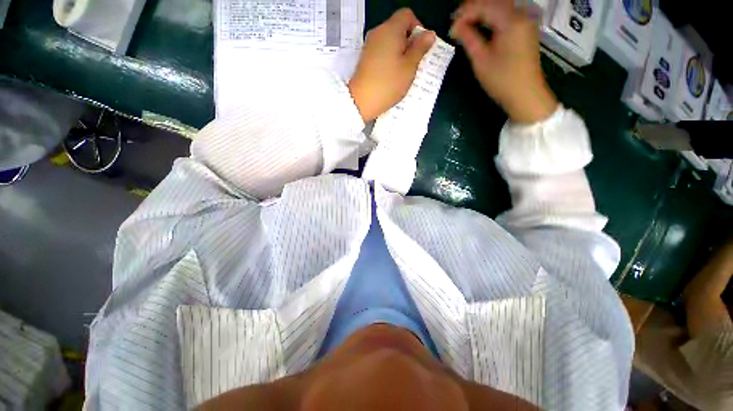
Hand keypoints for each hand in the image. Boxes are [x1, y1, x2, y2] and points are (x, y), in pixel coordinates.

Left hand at [348, 9, 435, 121]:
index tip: (421, 46)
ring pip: (389, 42)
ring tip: (403, 71)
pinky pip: (381, 52)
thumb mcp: (410, 66)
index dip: (418, 27)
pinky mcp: (365, 58)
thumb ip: (420, 48)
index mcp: (390, 29)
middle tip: (414, 62)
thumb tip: (429, 34)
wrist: (361, 101)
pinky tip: (392, 75)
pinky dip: (389, 59)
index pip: (407, 15)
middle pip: (398, 28)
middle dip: (409, 42)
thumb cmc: (388, 83)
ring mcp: (369, 45)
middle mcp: (378, 32)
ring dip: (400, 52)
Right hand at [450, 0, 557, 122]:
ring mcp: (526, 20)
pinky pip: (507, 13)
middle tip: (456, 23)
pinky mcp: (526, 27)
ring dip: (482, 11)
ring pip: (500, 6)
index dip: (464, 13)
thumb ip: (469, 39)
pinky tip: (482, 25)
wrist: (525, 94)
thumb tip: (455, 26)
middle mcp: (521, 14)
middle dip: (473, 9)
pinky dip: (492, 16)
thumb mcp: (481, 60)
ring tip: (466, 24)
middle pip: (493, 2)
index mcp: (511, 21)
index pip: (483, 6)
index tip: (451, 25)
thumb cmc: (502, 80)